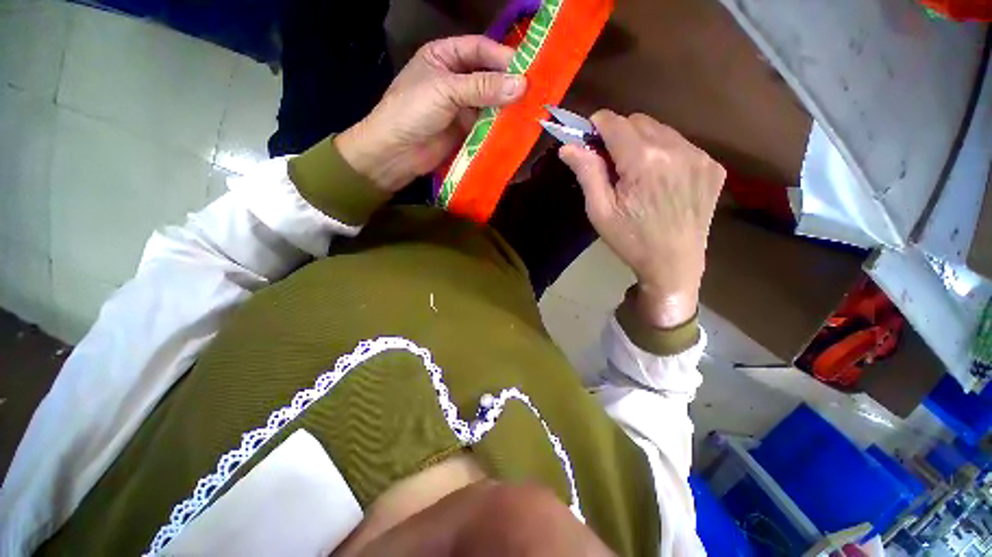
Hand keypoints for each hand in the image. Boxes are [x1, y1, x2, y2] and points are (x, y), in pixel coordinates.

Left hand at [335, 36, 526, 192]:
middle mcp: (455, 78)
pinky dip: (499, 126)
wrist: (396, 153)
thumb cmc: (412, 111)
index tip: (527, 69)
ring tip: (529, 111)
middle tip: (534, 92)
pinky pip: (486, 124)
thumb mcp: (445, 90)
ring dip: (506, 107)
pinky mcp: (465, 130)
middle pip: (488, 75)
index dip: (502, 56)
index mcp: (444, 56)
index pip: (479, 49)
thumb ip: (482, 87)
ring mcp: (461, 106)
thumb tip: (522, 85)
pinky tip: (514, 128)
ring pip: (490, 102)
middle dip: (508, 83)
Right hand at [560, 111, 724, 328]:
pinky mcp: (713, 166)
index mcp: (643, 161)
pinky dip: (665, 154)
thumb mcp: (600, 211)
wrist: (674, 264)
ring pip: (661, 130)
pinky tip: (661, 180)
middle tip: (611, 164)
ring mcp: (700, 155)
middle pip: (638, 121)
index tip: (588, 140)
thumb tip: (568, 146)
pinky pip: (681, 145)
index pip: (614, 122)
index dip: (596, 126)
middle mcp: (676, 148)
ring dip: (642, 143)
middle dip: (619, 135)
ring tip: (637, 175)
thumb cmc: (631, 240)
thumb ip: (587, 173)